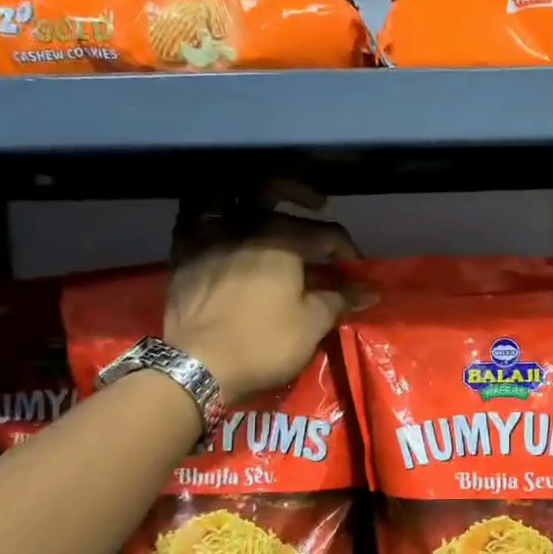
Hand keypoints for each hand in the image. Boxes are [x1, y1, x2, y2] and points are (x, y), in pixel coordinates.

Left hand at [165, 183, 360, 398]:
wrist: (197, 364)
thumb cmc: (263, 342)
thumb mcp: (312, 324)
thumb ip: (340, 299)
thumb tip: (370, 291)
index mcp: (280, 238)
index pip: (324, 233)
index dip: (345, 249)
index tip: (354, 269)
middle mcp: (243, 224)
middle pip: (271, 188)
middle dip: (298, 191)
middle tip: (315, 203)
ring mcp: (208, 235)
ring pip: (227, 194)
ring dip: (248, 193)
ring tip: (262, 205)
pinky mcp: (182, 253)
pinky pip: (194, 217)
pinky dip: (209, 213)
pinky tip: (222, 225)